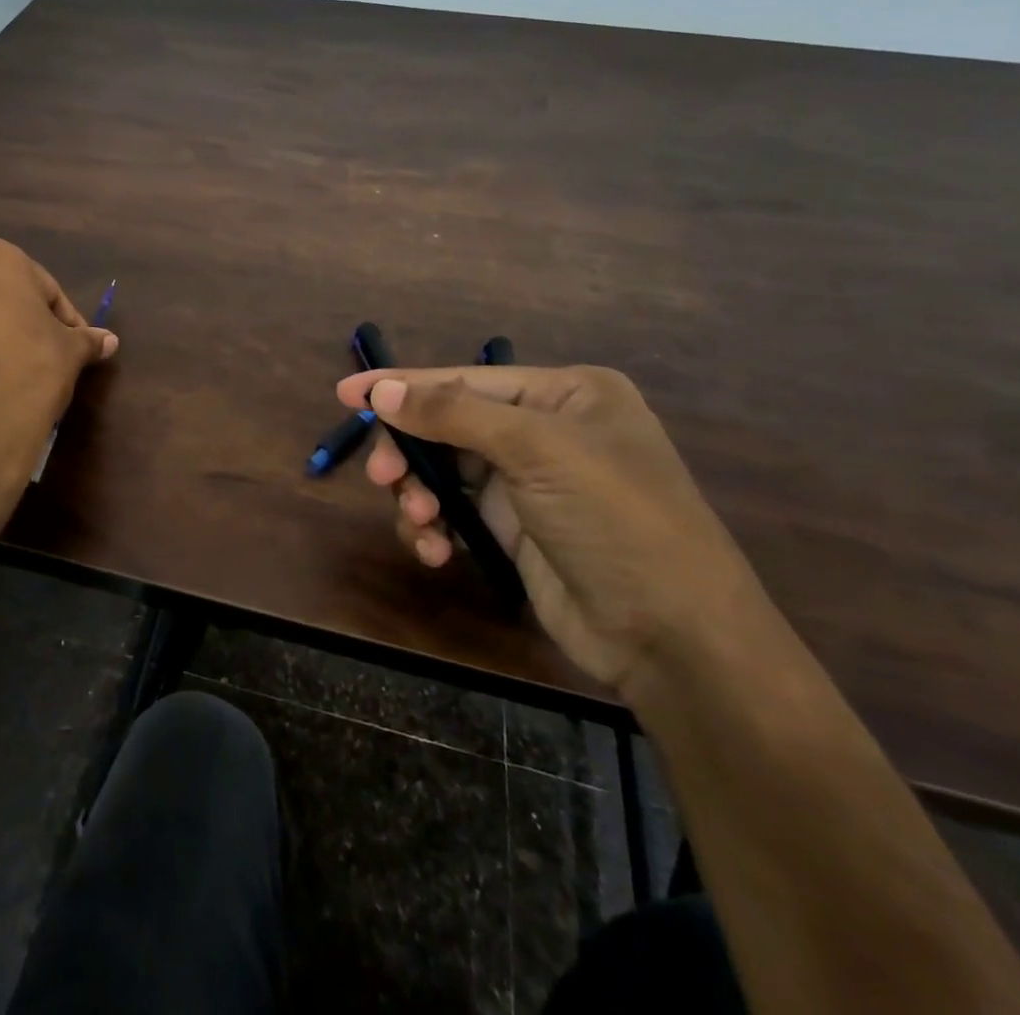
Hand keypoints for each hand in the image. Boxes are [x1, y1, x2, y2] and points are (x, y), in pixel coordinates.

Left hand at [0, 240, 116, 541]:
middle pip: (6, 296)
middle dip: (27, 322)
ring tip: (20, 373)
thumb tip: (109, 340)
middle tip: (50, 356)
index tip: (78, 347)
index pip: (47, 288)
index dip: (66, 320)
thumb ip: (87, 341)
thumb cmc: (28, 370)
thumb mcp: (69, 354)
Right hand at [336, 365, 772, 697]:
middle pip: (448, 425)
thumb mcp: (536, 451)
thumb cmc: (614, 519)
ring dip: (420, 494)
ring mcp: (528, 482)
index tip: (345, 393)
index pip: (466, 380)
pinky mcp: (513, 530)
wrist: (674, 639)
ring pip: (444, 472)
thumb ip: (452, 414)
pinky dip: (434, 527)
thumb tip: (381, 390)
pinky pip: (454, 512)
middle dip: (412, 452)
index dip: (403, 386)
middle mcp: (545, 430)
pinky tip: (434, 550)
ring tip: (421, 521)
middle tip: (382, 476)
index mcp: (565, 394)